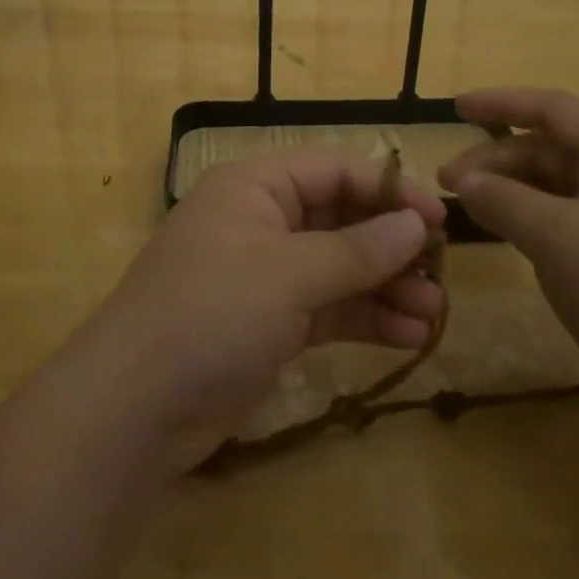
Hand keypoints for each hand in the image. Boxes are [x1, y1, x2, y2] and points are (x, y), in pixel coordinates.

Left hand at [75, 152, 446, 472]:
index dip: (388, 190)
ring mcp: (264, 275)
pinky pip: (328, 309)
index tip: (438, 219)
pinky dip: (365, 319)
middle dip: (391, 246)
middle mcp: (261, 221)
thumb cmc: (213, 312)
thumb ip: (358, 250)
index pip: (335, 171)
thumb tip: (416, 225)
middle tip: (442, 273)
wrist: (136, 407)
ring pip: (339, 269)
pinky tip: (408, 336)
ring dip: (386, 287)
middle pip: (341, 220)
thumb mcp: (290, 273)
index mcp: (256, 186)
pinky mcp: (268, 324)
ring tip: (434, 314)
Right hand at [440, 88, 578, 422]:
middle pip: (553, 148)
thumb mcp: (556, 239)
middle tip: (447, 180)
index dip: (501, 102)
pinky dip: (530, 215)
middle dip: (498, 158)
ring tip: (467, 205)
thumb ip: (502, 200)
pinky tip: (503, 229)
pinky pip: (567, 215)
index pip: (555, 109)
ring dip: (511, 188)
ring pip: (558, 184)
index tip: (455, 108)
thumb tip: (461, 179)